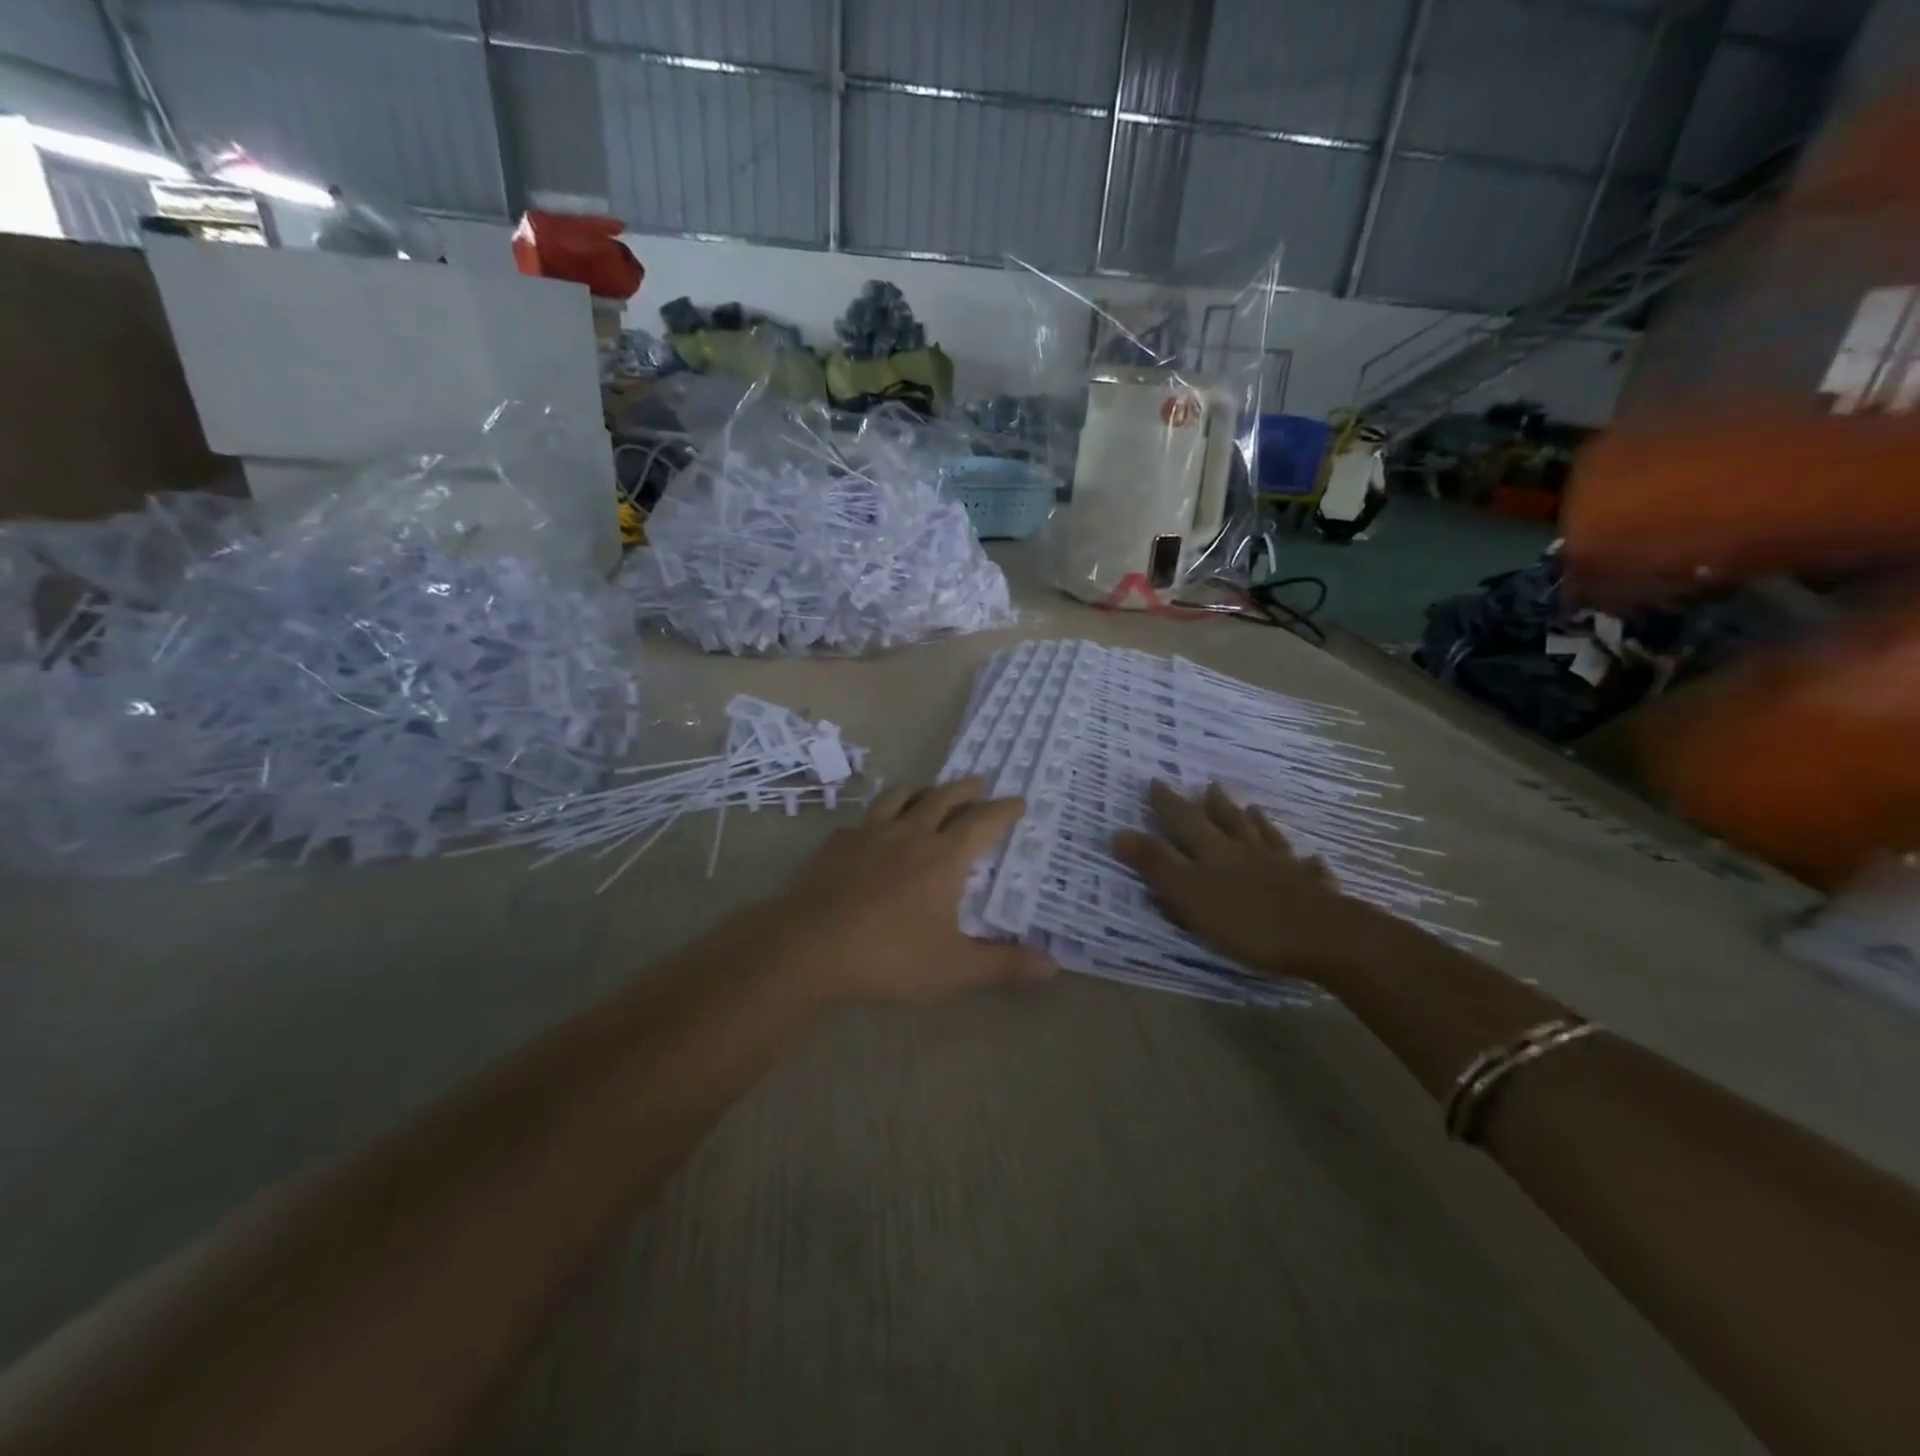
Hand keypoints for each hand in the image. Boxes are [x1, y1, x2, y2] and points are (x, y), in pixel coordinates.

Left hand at [766, 777, 1055, 1004]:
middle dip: (966, 788)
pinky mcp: (836, 844)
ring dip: (921, 791)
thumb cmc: (890, 956)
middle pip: (943, 797)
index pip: (983, 822)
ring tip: (928, 794)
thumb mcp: (954, 969)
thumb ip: (1004, 965)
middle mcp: (910, 834)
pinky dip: (878, 817)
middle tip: (980, 782)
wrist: (809, 947)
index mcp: (944, 856)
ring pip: (900, 797)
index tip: (1018, 801)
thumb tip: (1053, 967)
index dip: (1004, 810)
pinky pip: (864, 819)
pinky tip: (873, 830)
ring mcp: (869, 834)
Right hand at [1112, 781, 1402, 983]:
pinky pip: (1306, 867)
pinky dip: (1303, 860)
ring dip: (1256, 822)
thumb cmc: (1246, 919)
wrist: (1322, 935)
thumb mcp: (1188, 894)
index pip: (1184, 820)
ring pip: (1265, 836)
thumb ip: (1155, 864)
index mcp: (1213, 851)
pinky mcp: (1312, 887)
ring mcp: (1283, 866)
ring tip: (1252, 808)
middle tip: (1208, 786)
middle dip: (1212, 805)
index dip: (1168, 803)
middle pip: (1228, 821)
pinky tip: (1310, 858)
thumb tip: (1118, 832)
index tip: (1155, 782)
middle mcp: (1247, 850)